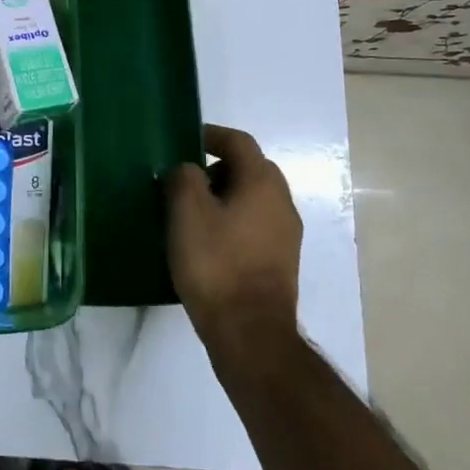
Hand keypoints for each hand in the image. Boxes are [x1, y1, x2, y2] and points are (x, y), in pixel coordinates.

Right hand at [167, 124, 302, 353]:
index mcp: (262, 182)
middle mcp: (282, 202)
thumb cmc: (216, 263)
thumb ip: (183, 177)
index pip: (239, 142)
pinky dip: (232, 221)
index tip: (185, 140)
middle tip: (185, 179)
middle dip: (217, 167)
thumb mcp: (187, 211)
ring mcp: (285, 235)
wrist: (250, 334)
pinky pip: (255, 225)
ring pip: (253, 199)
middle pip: (250, 169)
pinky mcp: (280, 262)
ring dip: (224, 196)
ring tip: (191, 212)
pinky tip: (208, 241)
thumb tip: (187, 170)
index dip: (211, 135)